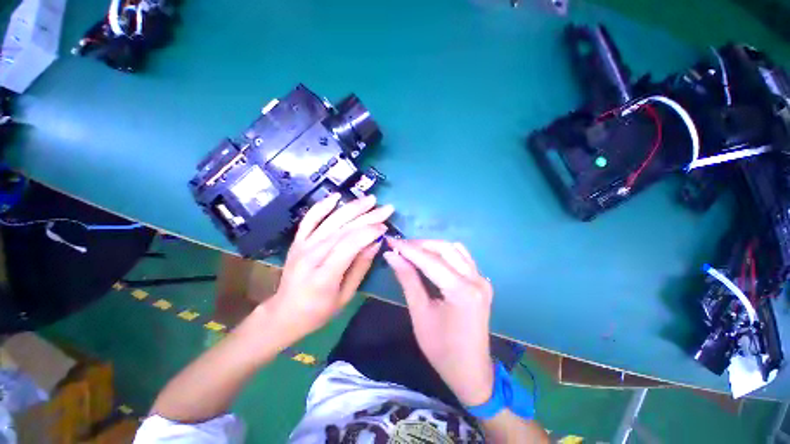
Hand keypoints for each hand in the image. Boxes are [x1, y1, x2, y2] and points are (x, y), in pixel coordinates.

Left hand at [266, 193, 392, 340]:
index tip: (385, 227)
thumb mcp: (346, 296)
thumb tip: (376, 242)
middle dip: (367, 216)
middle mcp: (311, 256)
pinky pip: (310, 219)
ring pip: (330, 221)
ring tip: (371, 199)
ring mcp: (302, 246)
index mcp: (324, 275)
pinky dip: (322, 206)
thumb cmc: (319, 311)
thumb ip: (361, 267)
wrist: (285, 312)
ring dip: (352, 207)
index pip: (349, 245)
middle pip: (342, 229)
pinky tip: (336, 197)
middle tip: (387, 209)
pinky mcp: (297, 241)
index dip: (369, 232)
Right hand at [384, 239, 493, 405]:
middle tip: (400, 247)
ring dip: (433, 247)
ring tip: (413, 252)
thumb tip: (392, 255)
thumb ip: (407, 279)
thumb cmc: (441, 349)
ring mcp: (482, 280)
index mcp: (461, 291)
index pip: (430, 260)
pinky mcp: (482, 282)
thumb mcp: (420, 313)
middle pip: (445, 249)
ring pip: (455, 249)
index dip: (408, 248)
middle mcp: (476, 280)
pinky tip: (431, 260)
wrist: (471, 371)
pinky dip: (444, 254)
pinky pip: (462, 258)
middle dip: (421, 245)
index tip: (390, 240)